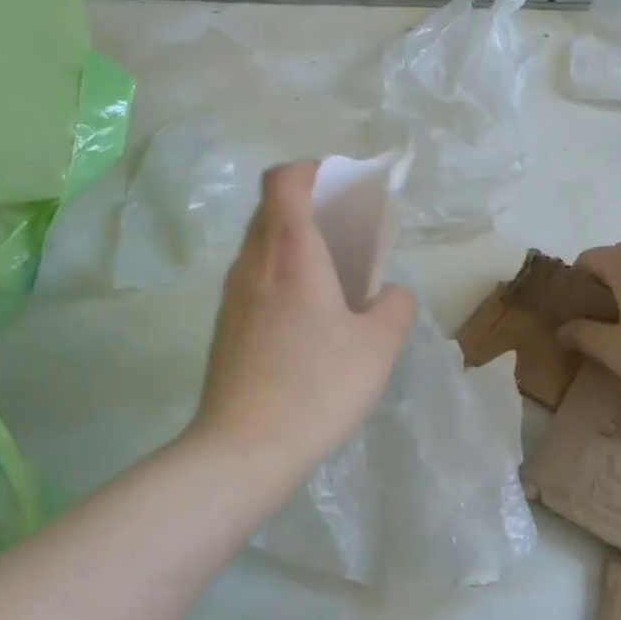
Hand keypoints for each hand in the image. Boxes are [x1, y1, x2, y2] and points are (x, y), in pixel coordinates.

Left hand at [191, 162, 415, 479]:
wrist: (244, 448)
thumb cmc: (317, 387)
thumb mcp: (379, 347)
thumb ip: (395, 307)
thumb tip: (387, 295)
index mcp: (290, 254)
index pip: (284, 180)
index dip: (311, 170)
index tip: (342, 187)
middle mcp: (253, 264)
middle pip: (272, 209)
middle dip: (310, 207)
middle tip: (348, 234)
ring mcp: (233, 296)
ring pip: (262, 246)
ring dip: (296, 245)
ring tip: (334, 279)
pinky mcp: (225, 326)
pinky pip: (255, 279)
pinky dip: (282, 276)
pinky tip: (308, 320)